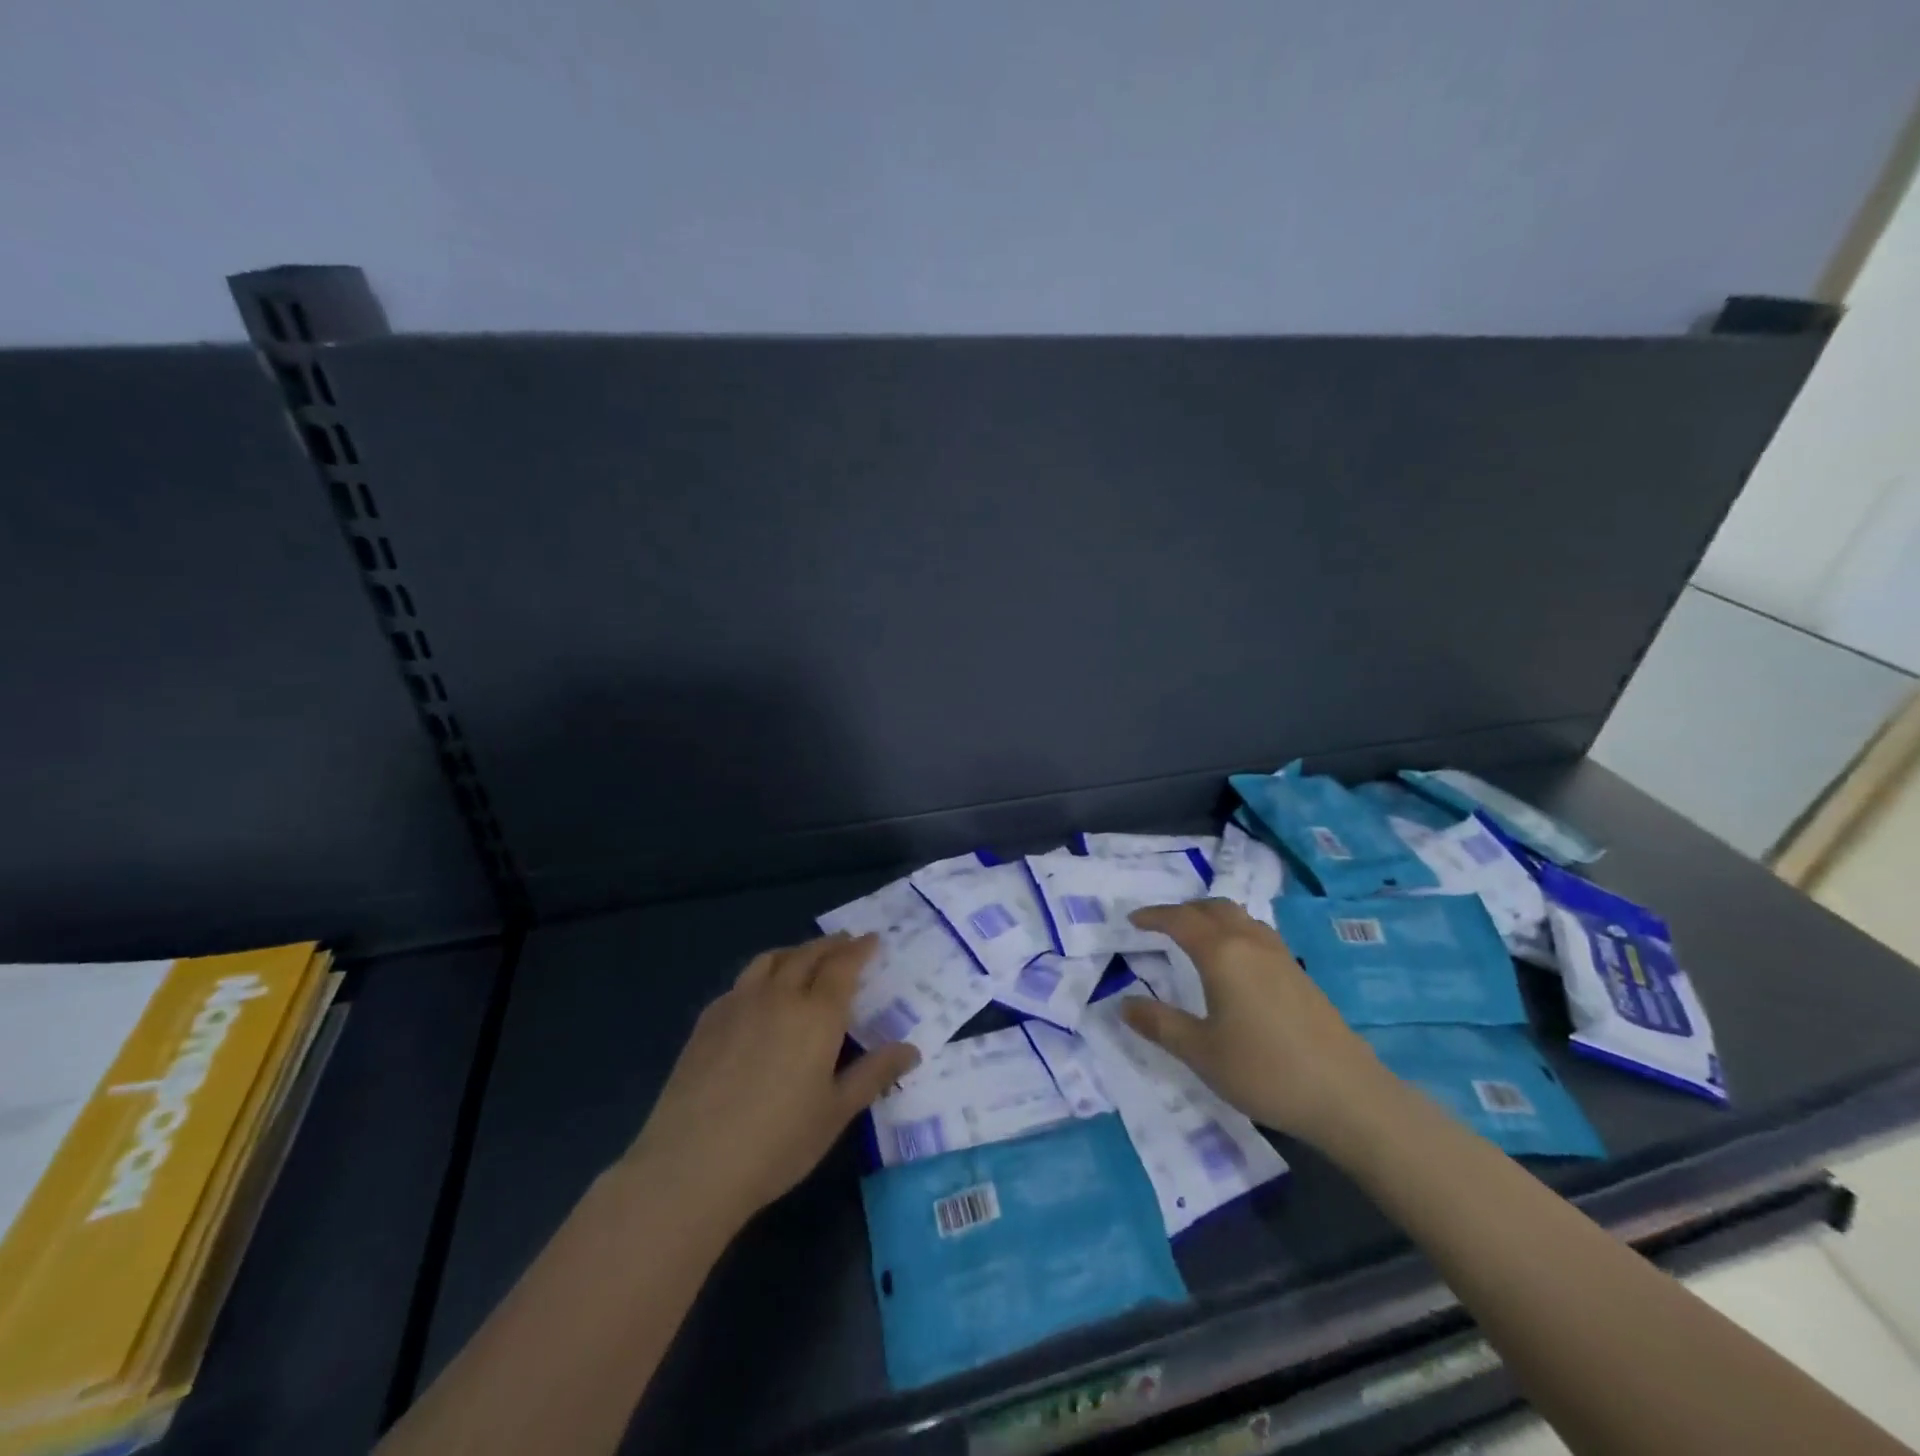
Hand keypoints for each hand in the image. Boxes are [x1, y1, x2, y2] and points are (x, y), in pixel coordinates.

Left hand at [622, 933, 919, 1227]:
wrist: (691, 1166)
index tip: (872, 939)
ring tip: (804, 958)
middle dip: (831, 945)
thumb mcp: (836, 1112)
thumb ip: (874, 1074)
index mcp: (816, 1014)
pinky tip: (759, 995)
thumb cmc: (777, 1143)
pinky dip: (761, 974)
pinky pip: (741, 982)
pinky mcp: (707, 1021)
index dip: (860, 949)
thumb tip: (911, 1050)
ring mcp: (738, 1004)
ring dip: (794, 952)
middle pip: (807, 955)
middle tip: (846, 942)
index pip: (843, 966)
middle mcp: (779, 996)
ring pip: (770, 960)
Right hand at [1122, 900, 1395, 1152]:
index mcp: (1222, 954)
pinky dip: (1236, 932)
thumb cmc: (1265, 1071)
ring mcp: (1281, 956)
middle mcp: (1251, 943)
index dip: (1153, 916)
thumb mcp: (1201, 1052)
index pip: (1180, 920)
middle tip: (1161, 925)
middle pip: (1213, 908)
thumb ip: (1160, 1024)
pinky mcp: (1300, 975)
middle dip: (1183, 910)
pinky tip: (1236, 962)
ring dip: (1213, 917)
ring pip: (1240, 918)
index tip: (1132, 920)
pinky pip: (1258, 934)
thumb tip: (1123, 1004)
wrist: (1348, 1096)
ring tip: (1196, 936)